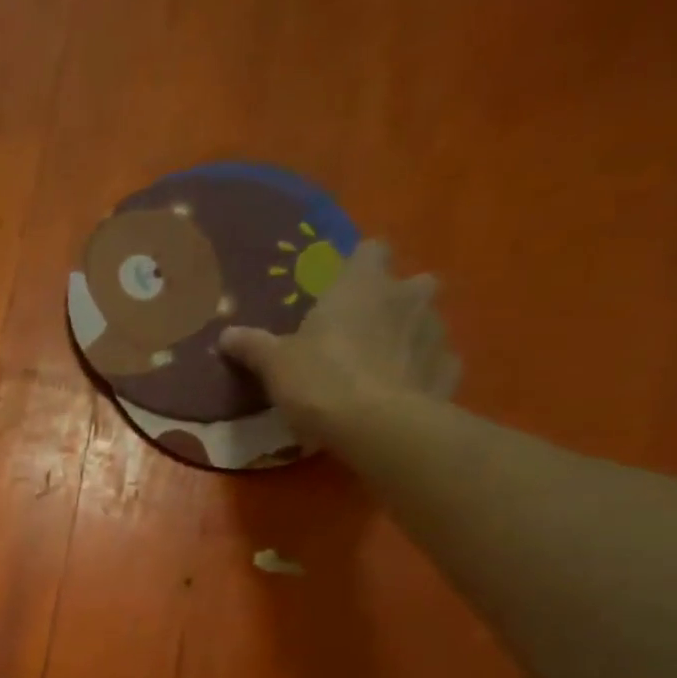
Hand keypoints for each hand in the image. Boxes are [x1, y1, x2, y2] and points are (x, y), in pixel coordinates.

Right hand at [218, 238, 459, 447]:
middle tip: (364, 330)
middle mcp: (408, 296)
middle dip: (395, 300)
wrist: (377, 427)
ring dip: (409, 336)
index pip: (370, 250)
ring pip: (427, 322)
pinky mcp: (450, 370)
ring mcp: (437, 332)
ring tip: (382, 367)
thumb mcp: (274, 364)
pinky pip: (436, 362)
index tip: (341, 288)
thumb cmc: (321, 380)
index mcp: (363, 284)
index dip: (358, 266)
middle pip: (412, 283)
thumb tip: (225, 335)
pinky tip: (401, 394)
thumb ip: (252, 345)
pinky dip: (422, 373)